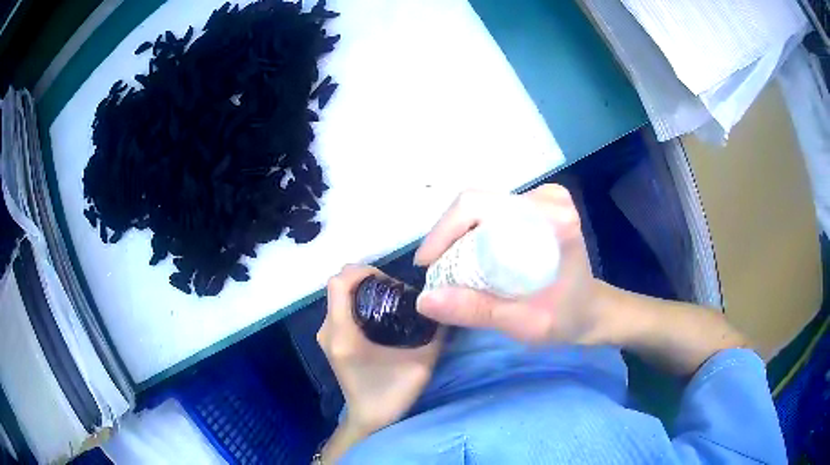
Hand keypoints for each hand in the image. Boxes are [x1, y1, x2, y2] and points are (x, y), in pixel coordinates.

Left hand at [317, 265, 442, 433]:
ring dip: (362, 290)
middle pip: (339, 285)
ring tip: (390, 301)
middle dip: (366, 279)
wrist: (369, 419)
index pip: (339, 283)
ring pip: (338, 296)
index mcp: (343, 334)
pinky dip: (357, 302)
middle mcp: (328, 330)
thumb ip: (435, 333)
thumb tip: (447, 306)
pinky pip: (340, 308)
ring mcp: (326, 335)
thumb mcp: (422, 364)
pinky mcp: (330, 340)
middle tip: (395, 291)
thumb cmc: (391, 395)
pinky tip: (380, 314)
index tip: (389, 280)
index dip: (362, 271)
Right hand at [414, 185, 610, 345]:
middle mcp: (547, 198)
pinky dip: (472, 233)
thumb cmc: (564, 319)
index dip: (444, 232)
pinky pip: (491, 210)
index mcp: (550, 219)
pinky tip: (469, 258)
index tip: (428, 266)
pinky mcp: (537, 204)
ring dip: (457, 235)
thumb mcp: (522, 322)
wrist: (590, 310)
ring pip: (480, 205)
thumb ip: (476, 310)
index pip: (479, 205)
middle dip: (448, 236)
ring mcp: (543, 197)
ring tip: (448, 269)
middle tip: (437, 272)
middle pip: (476, 202)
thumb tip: (424, 299)